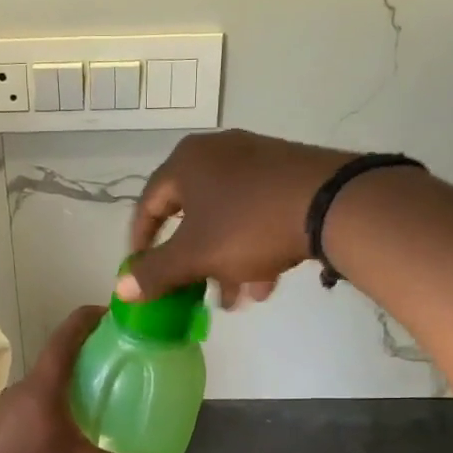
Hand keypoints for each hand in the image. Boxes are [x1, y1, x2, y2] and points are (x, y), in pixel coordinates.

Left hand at [0, 307, 177, 452]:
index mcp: (43, 389)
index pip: (65, 338)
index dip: (87, 319)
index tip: (108, 313)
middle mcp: (18, 392)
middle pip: (52, 366)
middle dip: (80, 365)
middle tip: (108, 374)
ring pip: (37, 394)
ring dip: (60, 396)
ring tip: (86, 412)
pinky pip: (23, 416)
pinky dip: (43, 418)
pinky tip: (56, 444)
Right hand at [118, 130, 351, 307]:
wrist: (332, 203)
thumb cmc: (248, 225)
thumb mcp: (194, 255)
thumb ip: (155, 273)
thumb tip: (120, 288)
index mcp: (187, 163)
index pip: (148, 205)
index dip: (141, 243)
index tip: (142, 272)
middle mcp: (218, 153)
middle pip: (192, 216)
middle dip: (193, 263)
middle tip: (193, 292)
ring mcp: (258, 160)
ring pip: (228, 220)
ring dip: (225, 263)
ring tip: (236, 299)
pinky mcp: (289, 174)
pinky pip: (258, 214)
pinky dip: (254, 248)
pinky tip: (265, 283)